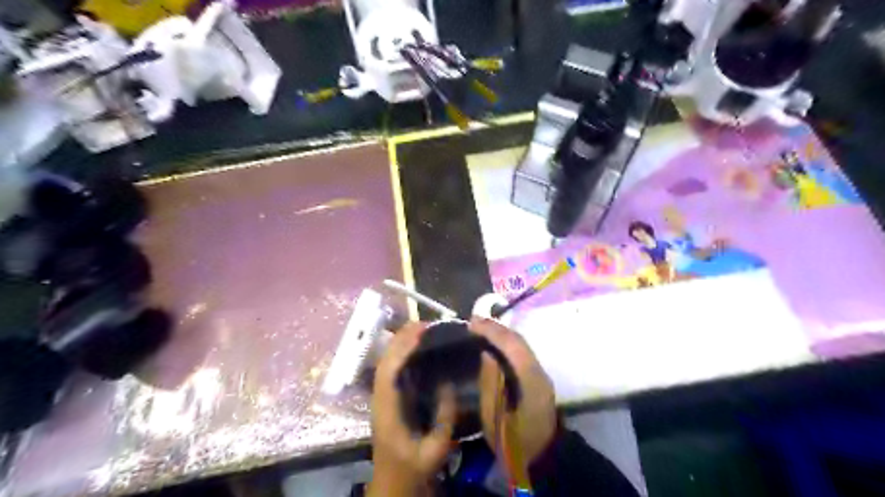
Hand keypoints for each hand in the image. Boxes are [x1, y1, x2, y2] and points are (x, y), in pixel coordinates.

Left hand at [367, 322, 454, 495]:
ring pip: (387, 360)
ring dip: (402, 342)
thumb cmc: (413, 469)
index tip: (423, 330)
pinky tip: (418, 346)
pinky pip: (393, 367)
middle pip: (386, 359)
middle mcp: (380, 397)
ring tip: (425, 329)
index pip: (390, 369)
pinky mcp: (388, 396)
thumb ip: (444, 418)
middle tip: (429, 323)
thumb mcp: (435, 449)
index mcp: (387, 409)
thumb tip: (448, 383)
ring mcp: (382, 395)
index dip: (404, 346)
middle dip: (403, 337)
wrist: (394, 483)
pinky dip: (403, 352)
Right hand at [466, 319, 554, 466]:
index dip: (492, 330)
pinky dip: (505, 344)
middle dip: (495, 328)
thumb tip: (485, 353)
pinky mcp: (537, 377)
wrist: (542, 456)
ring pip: (520, 345)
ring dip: (501, 334)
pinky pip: (520, 352)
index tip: (471, 323)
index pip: (512, 344)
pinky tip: (492, 345)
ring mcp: (540, 373)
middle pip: (518, 340)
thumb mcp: (496, 418)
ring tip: (479, 330)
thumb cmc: (514, 441)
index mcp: (530, 379)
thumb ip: (490, 384)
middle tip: (472, 323)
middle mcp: (538, 370)